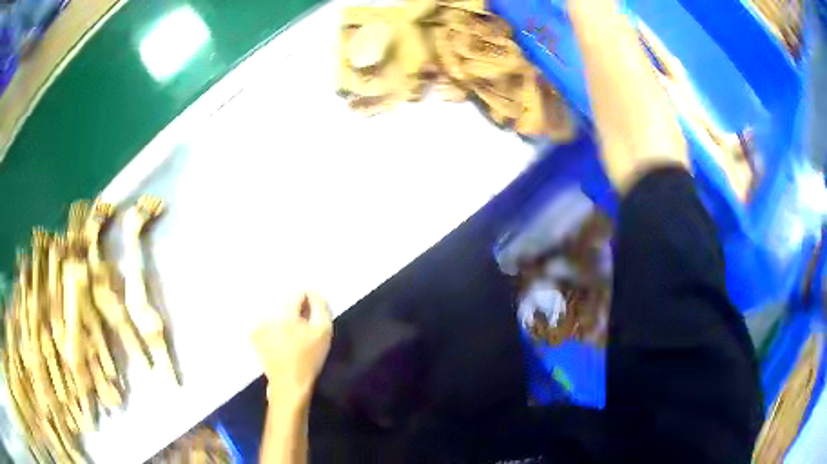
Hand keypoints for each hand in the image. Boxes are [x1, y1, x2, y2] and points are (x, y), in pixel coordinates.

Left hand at [252, 292, 332, 401]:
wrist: (289, 383)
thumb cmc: (309, 358)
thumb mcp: (323, 331)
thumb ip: (320, 306)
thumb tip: (313, 292)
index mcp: (283, 312)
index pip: (297, 292)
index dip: (308, 301)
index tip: (312, 315)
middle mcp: (266, 313)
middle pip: (283, 298)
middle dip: (295, 307)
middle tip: (303, 323)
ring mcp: (257, 324)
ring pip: (273, 307)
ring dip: (284, 314)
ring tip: (292, 331)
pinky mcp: (253, 333)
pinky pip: (265, 319)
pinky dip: (273, 323)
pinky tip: (281, 337)